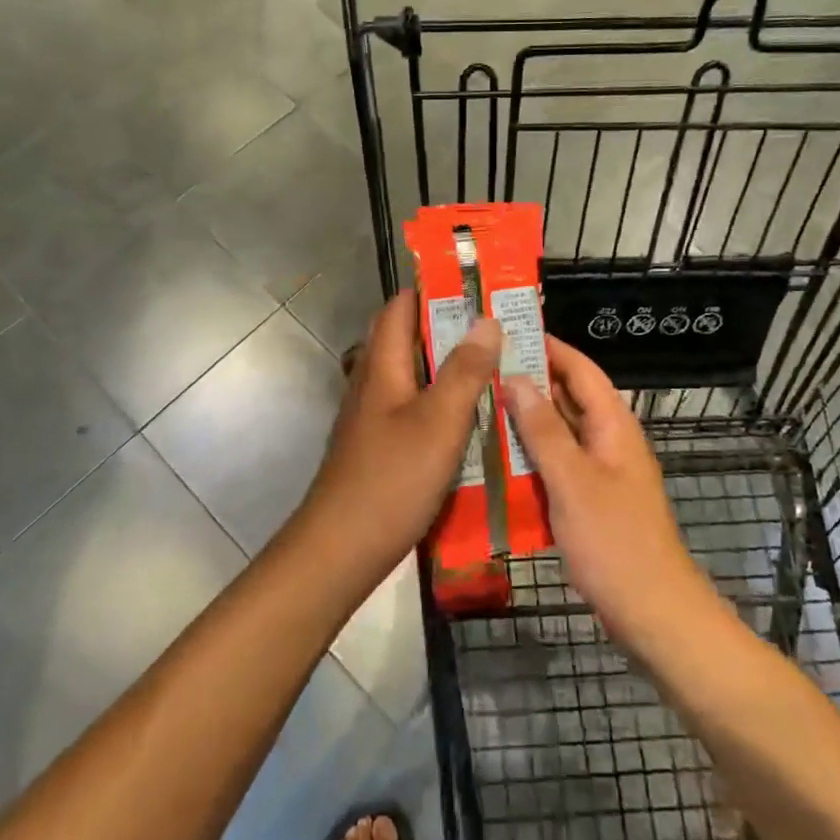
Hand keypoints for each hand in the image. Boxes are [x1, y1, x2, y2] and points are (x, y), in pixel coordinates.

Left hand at [297, 291, 502, 588]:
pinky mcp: (380, 446)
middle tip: (498, 332)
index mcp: (383, 365)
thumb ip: (465, 370)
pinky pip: (414, 408)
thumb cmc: (392, 478)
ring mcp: (373, 416)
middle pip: (409, 339)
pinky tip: (472, 421)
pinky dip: (442, 404)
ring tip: (496, 370)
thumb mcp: (440, 421)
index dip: (435, 291)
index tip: (478, 290)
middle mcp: (373, 382)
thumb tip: (486, 319)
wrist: (341, 549)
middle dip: (450, 329)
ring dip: (449, 368)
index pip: (401, 306)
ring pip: (414, 376)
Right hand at [503, 339, 710, 646]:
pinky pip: (555, 463)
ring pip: (557, 431)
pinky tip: (494, 457)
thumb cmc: (614, 541)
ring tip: (477, 404)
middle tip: (479, 367)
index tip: (506, 331)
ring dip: (524, 419)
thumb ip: (543, 429)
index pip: (580, 368)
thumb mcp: (572, 480)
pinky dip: (528, 454)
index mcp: (613, 425)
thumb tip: (515, 377)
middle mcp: (607, 439)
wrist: (652, 612)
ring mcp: (598, 471)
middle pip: (567, 397)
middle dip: (528, 380)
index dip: (547, 346)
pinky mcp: (588, 498)